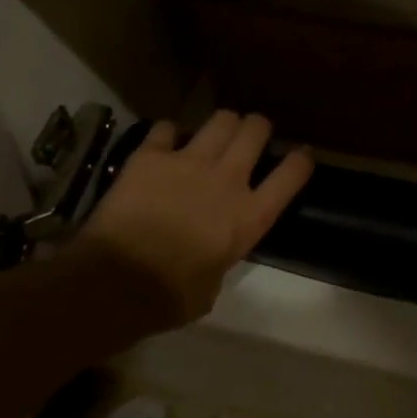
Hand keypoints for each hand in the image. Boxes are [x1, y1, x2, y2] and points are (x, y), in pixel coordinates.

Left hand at [77, 111, 313, 328]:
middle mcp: (227, 179)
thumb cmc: (169, 298)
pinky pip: (166, 128)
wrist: (115, 282)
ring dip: (222, 124)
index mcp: (249, 217)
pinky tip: (163, 144)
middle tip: (251, 135)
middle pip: (256, 130)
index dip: (300, 159)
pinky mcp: (151, 156)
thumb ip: (219, 262)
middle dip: (257, 128)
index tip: (300, 154)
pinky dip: (167, 135)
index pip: (292, 174)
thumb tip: (210, 258)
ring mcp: (189, 162)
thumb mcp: (211, 289)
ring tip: (215, 133)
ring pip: (221, 119)